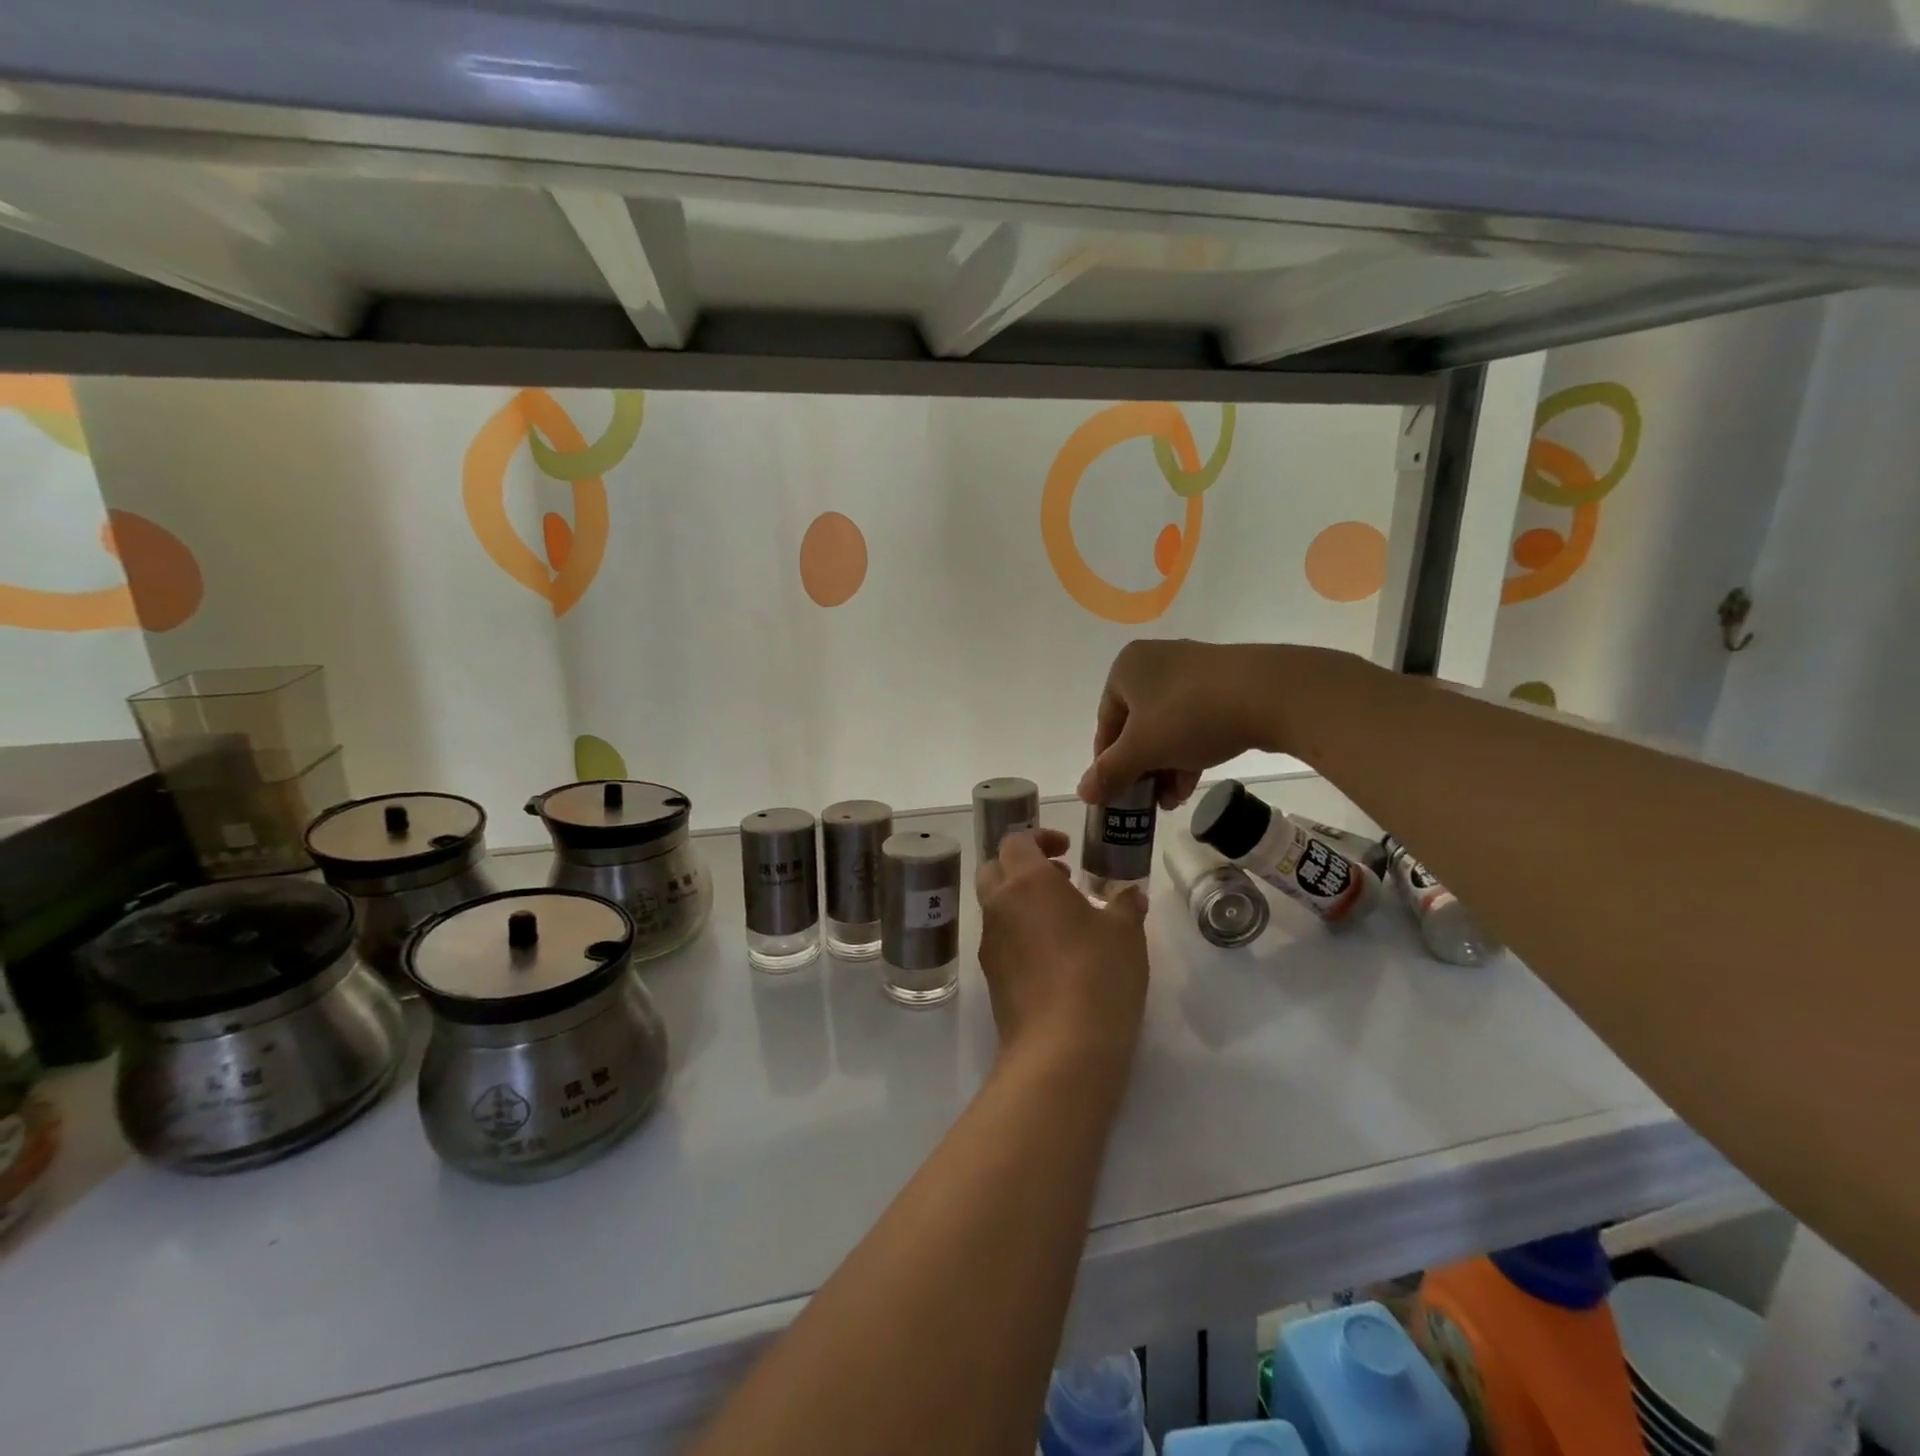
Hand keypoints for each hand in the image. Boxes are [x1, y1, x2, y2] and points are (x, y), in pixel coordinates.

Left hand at [975, 829, 1148, 1072]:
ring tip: (1064, 921)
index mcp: (1026, 881)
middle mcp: (999, 905)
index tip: (1067, 850)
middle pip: (995, 869)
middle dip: (1022, 867)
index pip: (1016, 841)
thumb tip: (1129, 895)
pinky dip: (1019, 934)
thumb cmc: (1097, 974)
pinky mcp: (990, 977)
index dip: (1040, 838)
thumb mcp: (1126, 933)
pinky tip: (1054, 958)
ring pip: (995, 906)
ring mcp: (989, 942)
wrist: (1061, 1049)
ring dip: (1021, 902)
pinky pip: (1000, 939)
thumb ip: (1125, 904)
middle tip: (1060, 880)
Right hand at [1079, 639, 1303, 807]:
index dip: (1109, 763)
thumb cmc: (1190, 716)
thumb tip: (1082, 793)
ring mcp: (1193, 669)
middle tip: (1149, 800)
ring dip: (1165, 766)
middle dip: (1143, 768)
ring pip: (1168, 726)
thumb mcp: (1142, 750)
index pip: (1106, 723)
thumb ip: (1109, 772)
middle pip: (1137, 726)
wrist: (1270, 693)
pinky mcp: (1225, 682)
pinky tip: (1193, 782)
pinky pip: (1195, 719)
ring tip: (1173, 800)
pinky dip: (1190, 750)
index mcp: (1126, 668)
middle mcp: (1156, 661)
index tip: (1118, 793)